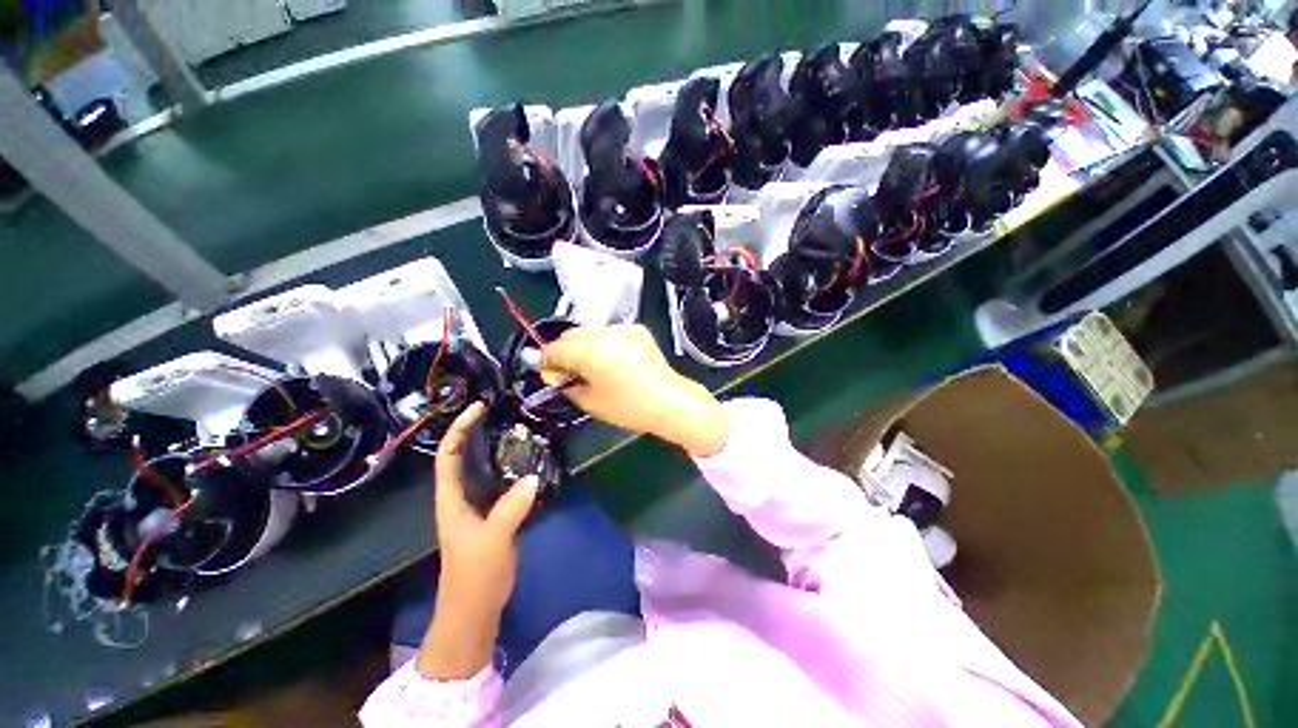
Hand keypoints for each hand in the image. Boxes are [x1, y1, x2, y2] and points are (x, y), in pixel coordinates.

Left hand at [417, 402, 538, 679]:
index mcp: (450, 500)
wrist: (473, 612)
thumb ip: (511, 509)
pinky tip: (528, 462)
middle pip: (463, 456)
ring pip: (481, 469)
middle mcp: (460, 498)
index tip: (478, 407)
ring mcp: (476, 507)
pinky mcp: (492, 515)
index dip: (459, 429)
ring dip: (494, 448)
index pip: (449, 455)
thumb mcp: (492, 541)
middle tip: (502, 412)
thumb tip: (533, 478)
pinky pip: (498, 482)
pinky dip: (509, 467)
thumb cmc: (474, 577)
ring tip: (517, 430)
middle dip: (476, 432)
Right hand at [540, 324, 731, 456]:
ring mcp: (623, 329)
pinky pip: (610, 333)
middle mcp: (605, 334)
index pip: (555, 348)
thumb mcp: (591, 402)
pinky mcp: (637, 330)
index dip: (546, 360)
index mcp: (590, 352)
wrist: (670, 401)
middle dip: (564, 350)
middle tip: (568, 370)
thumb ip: (567, 385)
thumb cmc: (629, 407)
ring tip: (591, 365)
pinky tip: (613, 360)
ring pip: (590, 331)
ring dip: (583, 345)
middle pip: (571, 334)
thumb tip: (557, 376)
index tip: (547, 371)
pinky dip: (604, 343)